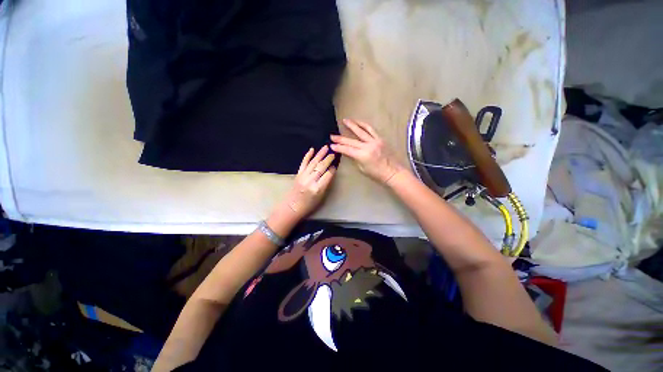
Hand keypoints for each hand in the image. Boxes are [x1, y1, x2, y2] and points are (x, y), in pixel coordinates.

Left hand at [271, 146, 336, 227]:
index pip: (328, 175)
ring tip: (326, 147)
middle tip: (334, 153)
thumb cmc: (309, 205)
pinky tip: (312, 149)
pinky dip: (308, 155)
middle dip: (328, 159)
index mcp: (317, 188)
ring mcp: (303, 176)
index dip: (332, 170)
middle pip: (321, 167)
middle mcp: (310, 180)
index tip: (335, 166)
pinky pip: (303, 163)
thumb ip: (326, 184)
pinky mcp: (298, 174)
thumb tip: (330, 172)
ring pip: (313, 162)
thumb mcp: (321, 197)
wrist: (292, 207)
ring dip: (320, 154)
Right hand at [331, 119, 405, 184]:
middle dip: (340, 138)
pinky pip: (371, 130)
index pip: (347, 150)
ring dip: (352, 125)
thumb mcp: (362, 168)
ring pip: (361, 131)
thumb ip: (355, 158)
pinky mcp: (380, 139)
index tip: (331, 145)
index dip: (338, 147)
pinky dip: (363, 125)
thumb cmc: (376, 173)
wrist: (392, 171)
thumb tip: (348, 151)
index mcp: (363, 155)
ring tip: (345, 120)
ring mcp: (374, 141)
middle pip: (351, 141)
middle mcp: (368, 146)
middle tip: (332, 135)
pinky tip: (358, 122)